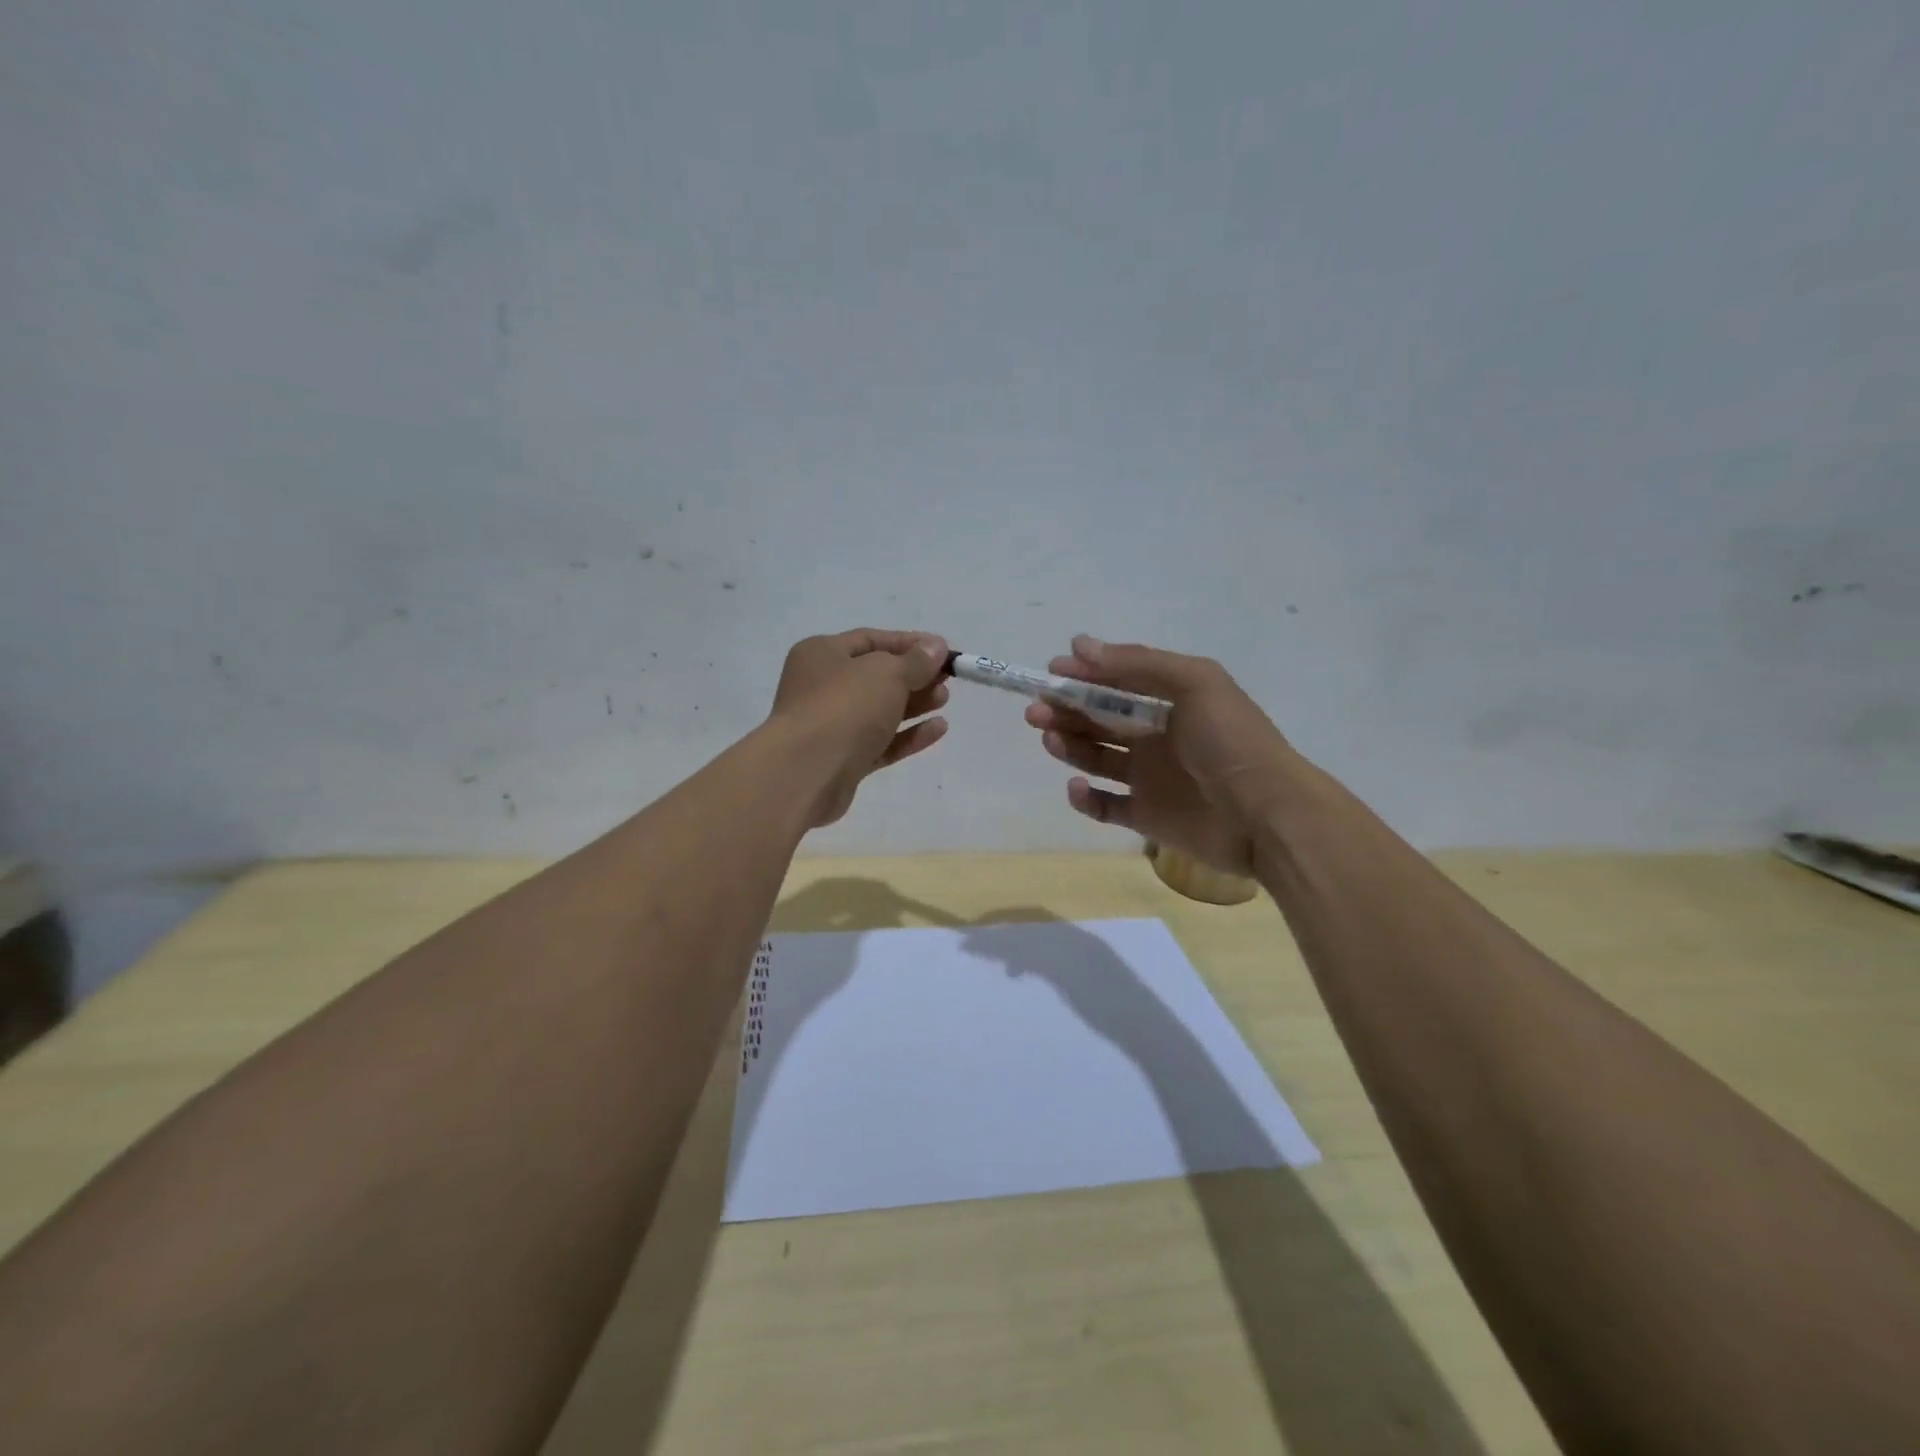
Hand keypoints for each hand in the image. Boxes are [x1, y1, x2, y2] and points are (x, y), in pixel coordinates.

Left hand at [769, 629, 950, 827]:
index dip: (909, 644)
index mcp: (822, 654)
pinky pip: (881, 742)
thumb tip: (936, 647)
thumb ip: (916, 661)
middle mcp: (822, 687)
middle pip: (876, 676)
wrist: (807, 772)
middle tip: (947, 679)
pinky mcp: (844, 760)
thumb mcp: (886, 674)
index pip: (871, 640)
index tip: (944, 650)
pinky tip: (938, 729)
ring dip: (914, 704)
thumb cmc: (844, 707)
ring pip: (880, 711)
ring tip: (945, 700)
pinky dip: (908, 735)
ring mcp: (832, 726)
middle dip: (914, 676)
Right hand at [1025, 635, 1293, 874]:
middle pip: (1100, 719)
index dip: (1084, 675)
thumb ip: (1137, 663)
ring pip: (1096, 758)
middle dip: (1066, 710)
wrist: (1266, 814)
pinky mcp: (1146, 816)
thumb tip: (1079, 645)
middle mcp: (1157, 736)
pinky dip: (1085, 798)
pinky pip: (1105, 806)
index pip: (1118, 682)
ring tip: (1051, 738)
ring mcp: (1150, 778)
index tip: (1052, 672)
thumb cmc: (1230, 740)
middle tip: (1038, 709)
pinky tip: (1077, 787)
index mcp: (1171, 701)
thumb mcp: (1193, 683)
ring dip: (1069, 745)